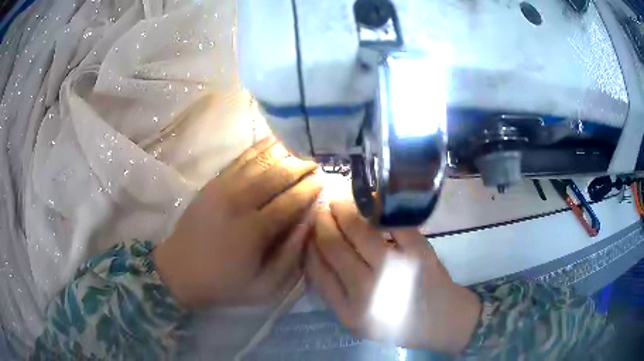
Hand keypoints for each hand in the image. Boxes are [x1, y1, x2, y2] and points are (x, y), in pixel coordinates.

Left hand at [153, 137, 321, 307]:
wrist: (179, 270)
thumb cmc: (224, 283)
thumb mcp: (265, 287)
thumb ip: (291, 257)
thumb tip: (309, 223)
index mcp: (253, 231)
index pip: (291, 200)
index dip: (311, 188)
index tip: (326, 179)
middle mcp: (238, 202)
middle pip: (277, 174)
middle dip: (301, 165)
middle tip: (319, 161)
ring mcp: (223, 188)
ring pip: (260, 161)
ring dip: (284, 152)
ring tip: (303, 148)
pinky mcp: (213, 182)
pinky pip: (242, 158)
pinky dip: (261, 148)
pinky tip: (275, 141)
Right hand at [305, 201, 480, 353]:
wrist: (443, 319)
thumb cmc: (398, 323)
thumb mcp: (358, 322)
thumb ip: (334, 294)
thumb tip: (315, 255)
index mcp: (350, 311)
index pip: (317, 270)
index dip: (309, 245)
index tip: (308, 231)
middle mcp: (369, 290)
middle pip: (334, 246)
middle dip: (322, 221)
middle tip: (320, 207)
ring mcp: (397, 268)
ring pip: (359, 230)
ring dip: (344, 209)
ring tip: (338, 200)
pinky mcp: (419, 251)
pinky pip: (390, 223)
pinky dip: (375, 208)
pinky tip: (367, 202)